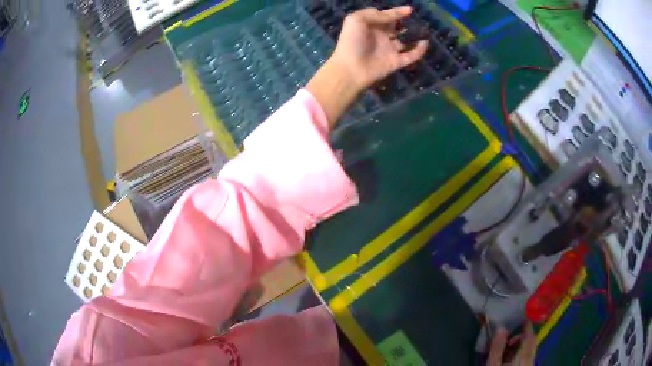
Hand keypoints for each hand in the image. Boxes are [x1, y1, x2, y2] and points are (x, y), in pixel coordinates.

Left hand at [331, 6, 428, 90]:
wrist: (351, 68)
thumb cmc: (352, 41)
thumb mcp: (358, 20)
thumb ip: (376, 14)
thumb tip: (392, 14)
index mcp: (371, 26)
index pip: (386, 16)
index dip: (397, 12)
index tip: (410, 10)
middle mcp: (381, 36)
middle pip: (396, 27)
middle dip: (406, 23)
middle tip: (417, 20)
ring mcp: (389, 49)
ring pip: (405, 41)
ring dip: (414, 36)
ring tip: (424, 30)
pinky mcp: (395, 62)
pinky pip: (410, 56)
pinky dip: (419, 50)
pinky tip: (425, 43)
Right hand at [487, 323, 535, 365]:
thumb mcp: (493, 365)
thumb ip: (497, 348)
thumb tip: (501, 328)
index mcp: (524, 356)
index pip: (530, 336)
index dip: (527, 325)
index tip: (521, 316)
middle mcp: (530, 359)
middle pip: (531, 342)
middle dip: (522, 335)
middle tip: (510, 333)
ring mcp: (530, 364)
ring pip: (529, 350)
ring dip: (520, 345)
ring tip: (507, 346)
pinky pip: (526, 357)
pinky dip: (520, 353)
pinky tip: (509, 358)